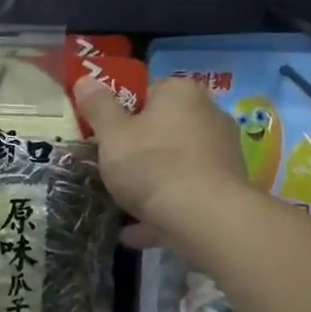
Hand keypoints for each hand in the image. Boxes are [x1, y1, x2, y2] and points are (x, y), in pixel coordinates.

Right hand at [72, 75, 246, 241]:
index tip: (102, 135)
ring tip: (117, 204)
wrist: (205, 219)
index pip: (146, 91)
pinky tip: (133, 232)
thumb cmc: (153, 165)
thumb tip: (84, 80)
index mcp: (181, 93)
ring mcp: (222, 155)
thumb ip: (97, 107)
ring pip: (174, 165)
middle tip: (108, 168)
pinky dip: (161, 210)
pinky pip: (185, 196)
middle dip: (135, 149)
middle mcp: (208, 116)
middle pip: (161, 129)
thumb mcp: (112, 134)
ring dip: (148, 184)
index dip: (119, 112)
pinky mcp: (226, 191)